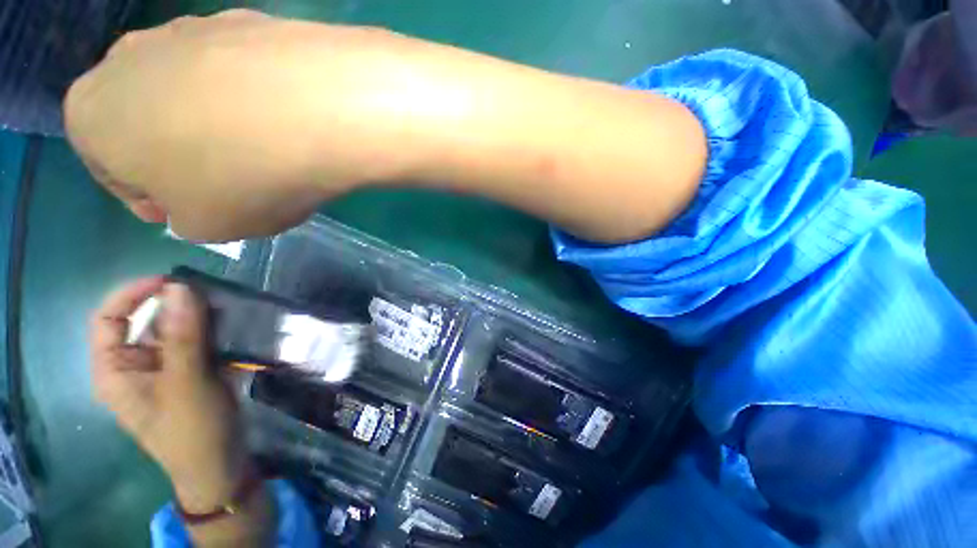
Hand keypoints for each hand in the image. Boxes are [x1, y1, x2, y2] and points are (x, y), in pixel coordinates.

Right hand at [64, 10, 417, 241]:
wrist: (310, 111)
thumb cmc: (239, 180)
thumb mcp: (205, 226)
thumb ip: (187, 217)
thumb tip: (195, 201)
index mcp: (91, 116)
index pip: (112, 169)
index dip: (148, 195)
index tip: (182, 210)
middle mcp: (126, 60)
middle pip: (150, 122)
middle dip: (180, 156)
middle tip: (224, 184)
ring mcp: (187, 31)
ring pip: (193, 93)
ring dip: (219, 124)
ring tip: (265, 155)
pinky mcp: (241, 22)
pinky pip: (239, 73)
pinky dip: (254, 99)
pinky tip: (285, 122)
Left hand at [90, 278, 248, 511]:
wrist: (221, 463)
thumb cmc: (192, 431)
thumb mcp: (185, 384)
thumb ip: (183, 336)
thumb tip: (180, 287)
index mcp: (116, 370)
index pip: (109, 319)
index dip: (132, 294)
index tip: (171, 282)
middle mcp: (136, 364)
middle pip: (148, 322)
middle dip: (178, 307)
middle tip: (214, 298)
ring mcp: (165, 368)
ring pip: (177, 330)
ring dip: (201, 318)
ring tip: (230, 311)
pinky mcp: (190, 372)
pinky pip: (198, 341)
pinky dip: (214, 331)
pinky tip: (234, 328)